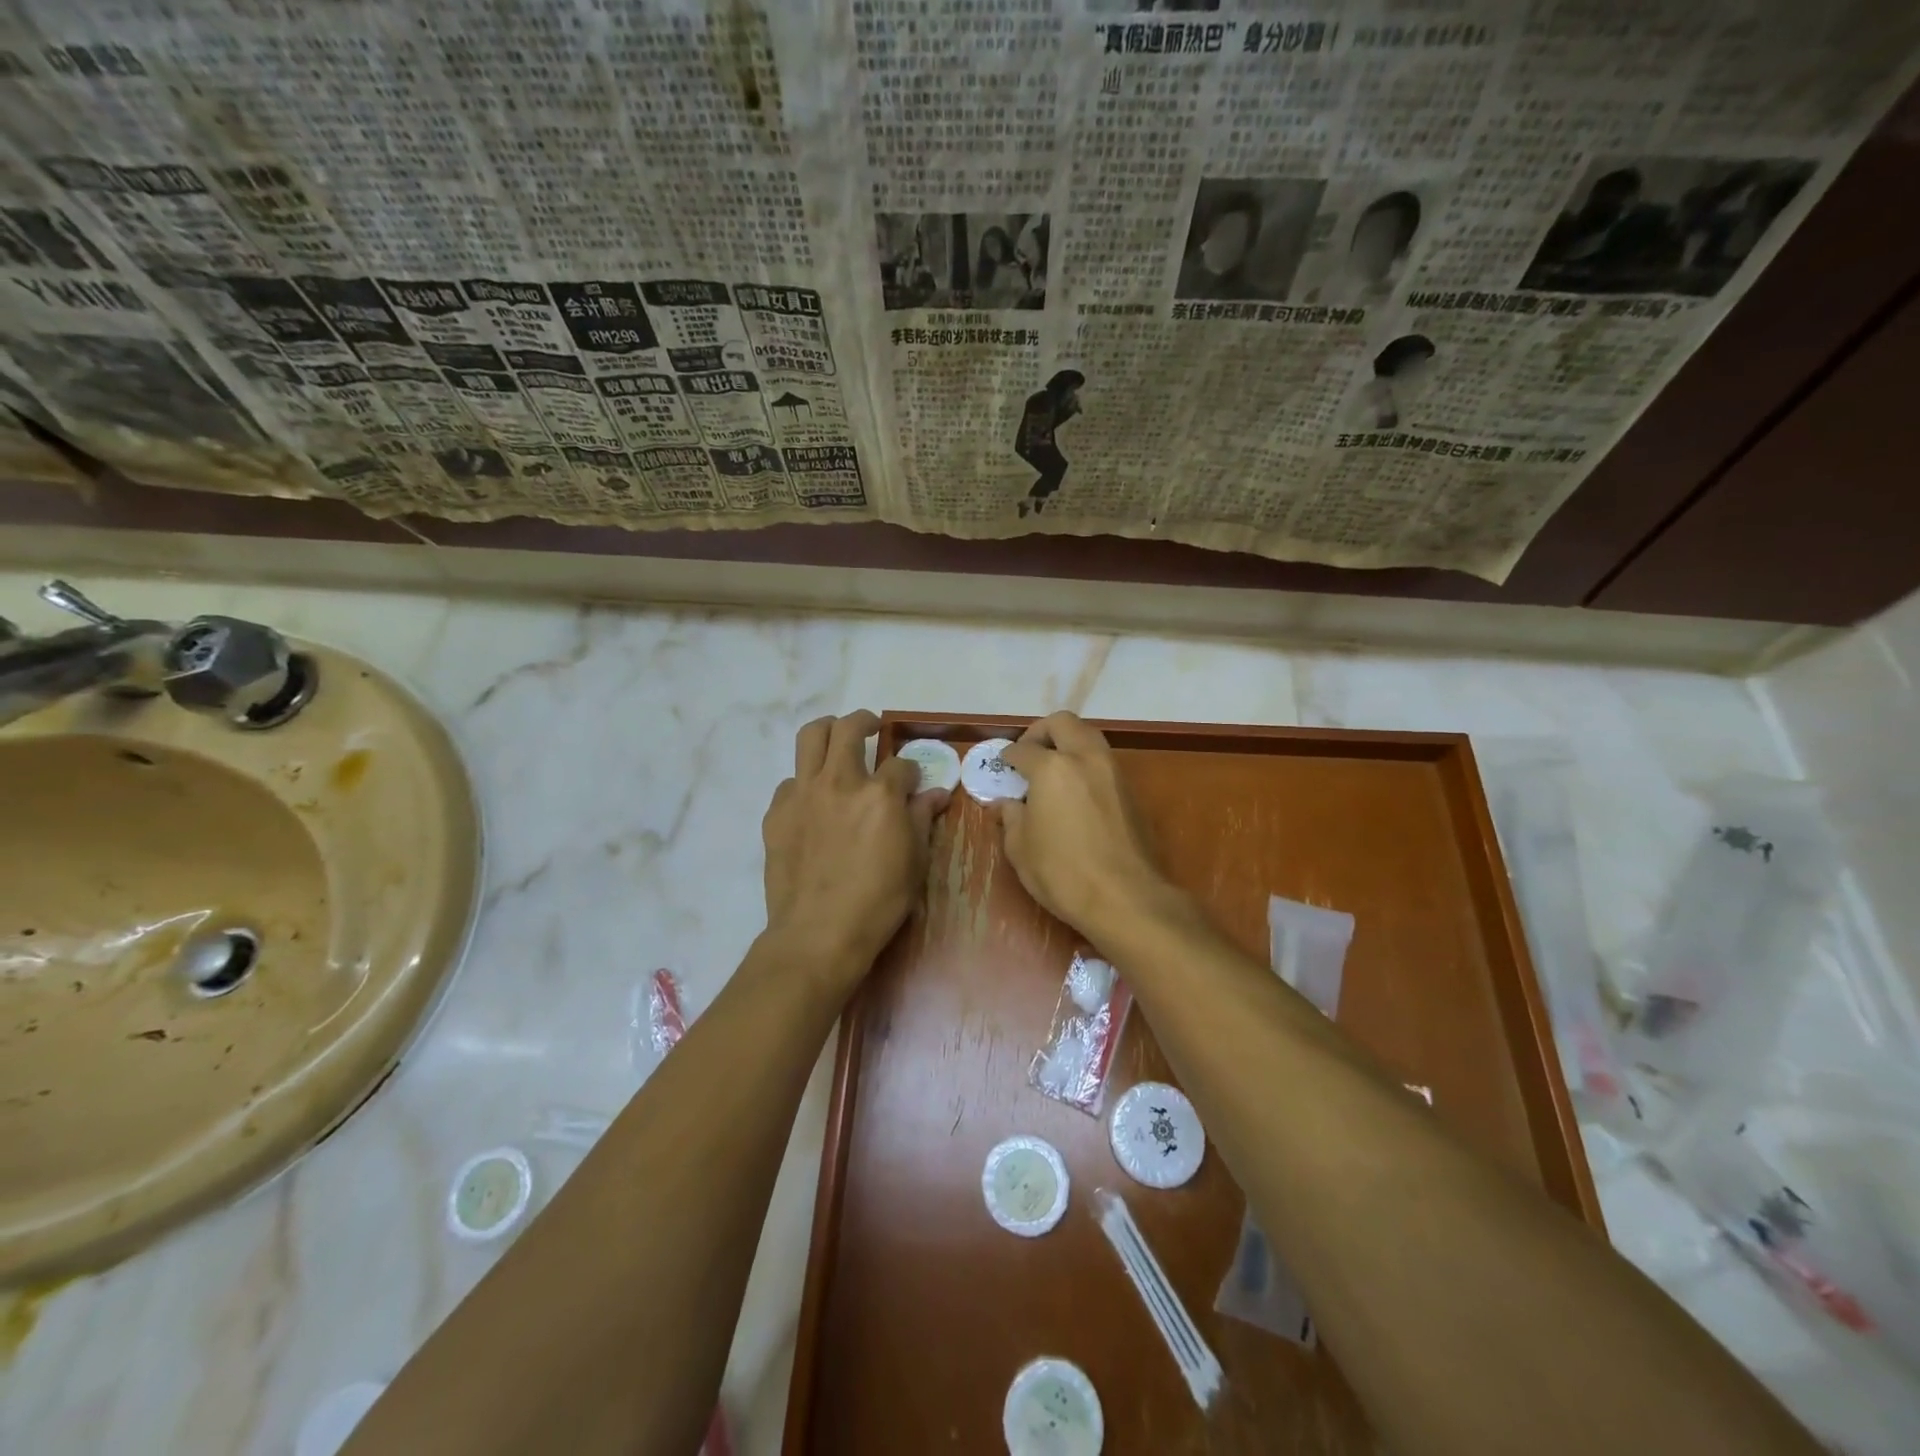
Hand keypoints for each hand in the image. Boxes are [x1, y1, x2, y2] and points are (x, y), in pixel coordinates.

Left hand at [762, 711, 947, 988]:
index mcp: (880, 794)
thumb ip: (922, 820)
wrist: (818, 933)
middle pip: (848, 728)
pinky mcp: (776, 812)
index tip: (912, 783)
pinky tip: (813, 802)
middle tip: (870, 729)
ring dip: (827, 732)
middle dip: (864, 722)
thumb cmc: (878, 902)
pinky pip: (790, 781)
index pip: (900, 765)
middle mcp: (840, 782)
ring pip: (810, 737)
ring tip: (836, 742)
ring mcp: (803, 794)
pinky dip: (805, 782)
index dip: (911, 772)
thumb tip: (936, 794)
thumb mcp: (914, 863)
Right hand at [998, 712, 1172, 940]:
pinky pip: (1104, 762)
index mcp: (1052, 768)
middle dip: (1042, 731)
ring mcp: (1114, 772)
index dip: (1008, 756)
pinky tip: (1075, 791)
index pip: (1023, 749)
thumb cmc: (1063, 873)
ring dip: (1069, 743)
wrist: (1126, 898)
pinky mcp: (1132, 792)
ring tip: (1053, 770)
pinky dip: (1086, 764)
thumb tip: (1006, 804)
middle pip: (1063, 723)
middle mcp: (1085, 758)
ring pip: (1090, 737)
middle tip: (1029, 753)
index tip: (1003, 765)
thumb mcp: (1021, 849)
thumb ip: (1011, 818)